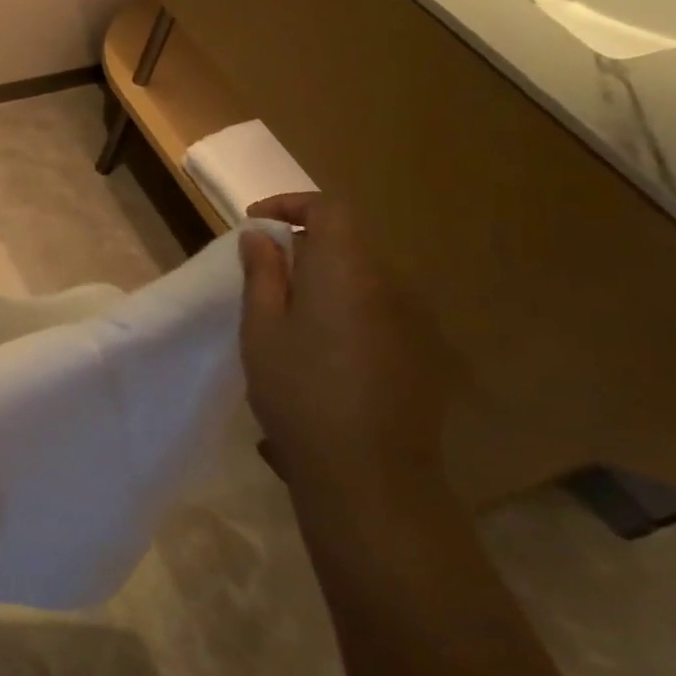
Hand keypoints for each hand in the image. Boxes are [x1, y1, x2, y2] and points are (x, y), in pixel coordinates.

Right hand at [238, 193, 447, 499]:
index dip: (290, 204)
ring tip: (287, 312)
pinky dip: (346, 307)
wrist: (368, 471)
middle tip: (262, 271)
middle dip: (303, 244)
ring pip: (364, 277)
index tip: (254, 223)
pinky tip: (323, 348)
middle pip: (348, 242)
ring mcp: (413, 320)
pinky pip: (379, 309)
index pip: (328, 208)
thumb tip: (261, 235)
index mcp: (346, 271)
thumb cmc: (298, 391)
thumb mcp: (261, 328)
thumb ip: (262, 274)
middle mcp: (389, 285)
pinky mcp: (421, 352)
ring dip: (325, 278)